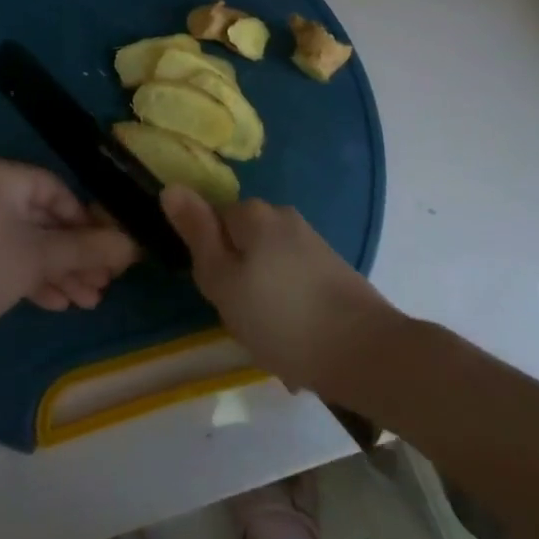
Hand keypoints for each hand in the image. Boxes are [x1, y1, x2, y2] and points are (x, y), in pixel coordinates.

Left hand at [0, 158, 140, 343]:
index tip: (109, 250)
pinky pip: (7, 253)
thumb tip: (133, 245)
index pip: (55, 189)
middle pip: (44, 218)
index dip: (86, 221)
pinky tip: (58, 303)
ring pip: (27, 240)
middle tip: (103, 284)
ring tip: (88, 301)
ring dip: (58, 269)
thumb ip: (87, 249)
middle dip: (75, 254)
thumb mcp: (39, 258)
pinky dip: (32, 274)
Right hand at [160, 187, 397, 394]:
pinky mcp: (333, 267)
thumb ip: (197, 234)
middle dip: (238, 278)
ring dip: (264, 297)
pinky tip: (297, 340)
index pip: (213, 222)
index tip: (221, 295)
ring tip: (272, 339)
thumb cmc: (281, 318)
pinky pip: (294, 281)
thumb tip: (171, 186)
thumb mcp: (223, 281)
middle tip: (244, 320)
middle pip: (242, 242)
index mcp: (253, 213)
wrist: (367, 352)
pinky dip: (289, 306)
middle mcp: (283, 216)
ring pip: (268, 265)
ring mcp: (312, 241)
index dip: (211, 261)